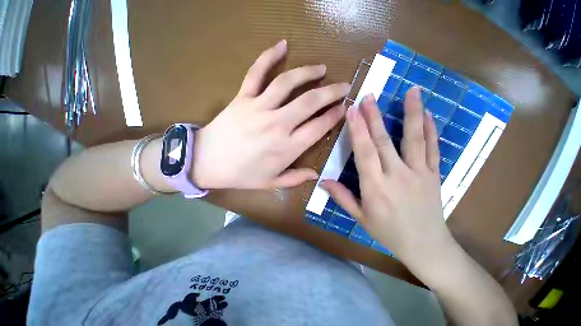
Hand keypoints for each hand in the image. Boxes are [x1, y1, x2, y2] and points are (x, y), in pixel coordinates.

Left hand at [191, 40, 349, 189]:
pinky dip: (268, 56)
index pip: (318, 127)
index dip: (334, 116)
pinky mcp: (243, 97)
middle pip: (310, 102)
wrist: (206, 162)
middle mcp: (277, 125)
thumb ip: (295, 178)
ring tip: (321, 69)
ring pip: (288, 83)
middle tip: (343, 86)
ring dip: (308, 72)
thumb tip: (316, 174)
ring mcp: (259, 108)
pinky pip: (256, 72)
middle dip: (331, 92)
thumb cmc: (241, 175)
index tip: (343, 109)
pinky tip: (282, 45)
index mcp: (287, 147)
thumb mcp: (271, 182)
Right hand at [321, 88, 456, 270]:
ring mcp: (419, 173)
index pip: (364, 152)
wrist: (426, 246)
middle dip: (374, 117)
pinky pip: (433, 149)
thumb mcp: (360, 217)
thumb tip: (322, 181)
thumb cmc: (388, 232)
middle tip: (369, 96)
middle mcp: (396, 175)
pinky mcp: (434, 175)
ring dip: (411, 114)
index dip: (357, 130)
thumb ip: (341, 196)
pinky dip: (430, 130)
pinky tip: (427, 114)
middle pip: (383, 141)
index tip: (352, 111)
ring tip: (411, 91)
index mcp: (375, 186)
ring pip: (413, 139)